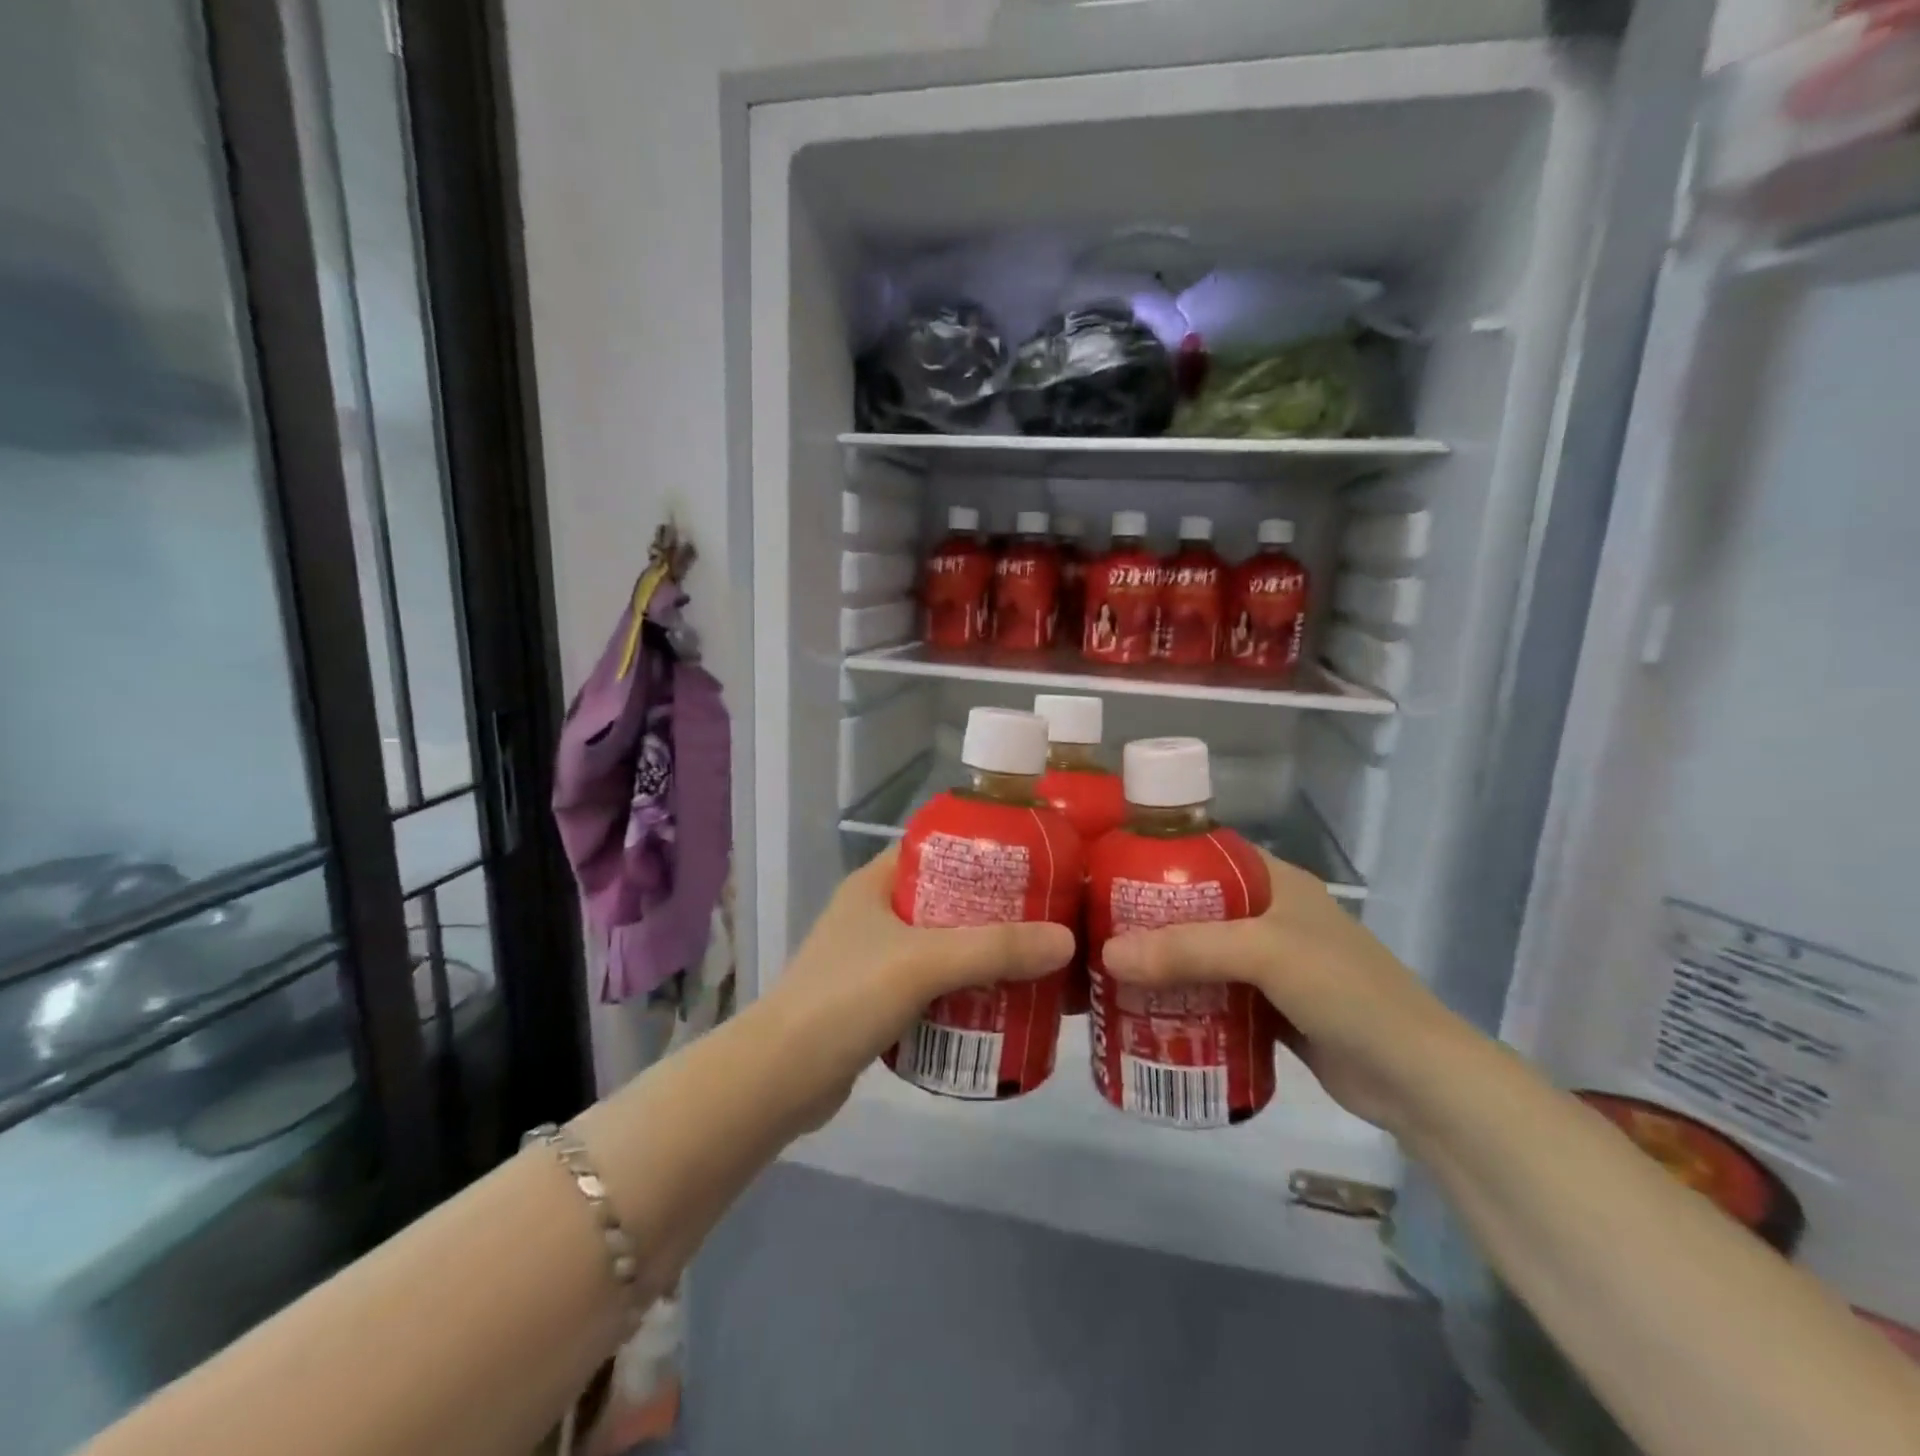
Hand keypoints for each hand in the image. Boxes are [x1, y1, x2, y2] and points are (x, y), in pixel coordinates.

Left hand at [761, 847, 1074, 1123]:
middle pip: (948, 899)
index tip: (1034, 862)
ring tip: (1035, 959)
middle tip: (1047, 918)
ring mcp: (874, 958)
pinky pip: (933, 984)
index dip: (983, 850)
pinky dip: (964, 989)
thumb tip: (1066, 940)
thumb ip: (994, 949)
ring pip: (942, 944)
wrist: (779, 1080)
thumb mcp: (923, 962)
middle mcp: (875, 913)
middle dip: (995, 910)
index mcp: (875, 882)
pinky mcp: (878, 1001)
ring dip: (983, 953)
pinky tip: (1001, 1002)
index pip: (937, 848)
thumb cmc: (846, 998)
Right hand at [1099, 850, 1469, 1134]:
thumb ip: (1188, 949)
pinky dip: (1183, 998)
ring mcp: (1272, 964)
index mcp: (1276, 882)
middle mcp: (1271, 915)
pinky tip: (1144, 1009)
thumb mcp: (1265, 954)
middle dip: (1148, 918)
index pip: (1206, 853)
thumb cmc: (1346, 992)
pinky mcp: (1271, 1007)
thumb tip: (1106, 953)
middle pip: (1195, 907)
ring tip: (1108, 969)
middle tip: (1095, 927)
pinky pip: (1214, 994)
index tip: (1105, 870)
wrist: (1416, 1080)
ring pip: (1202, 953)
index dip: (1156, 856)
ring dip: (1163, 962)